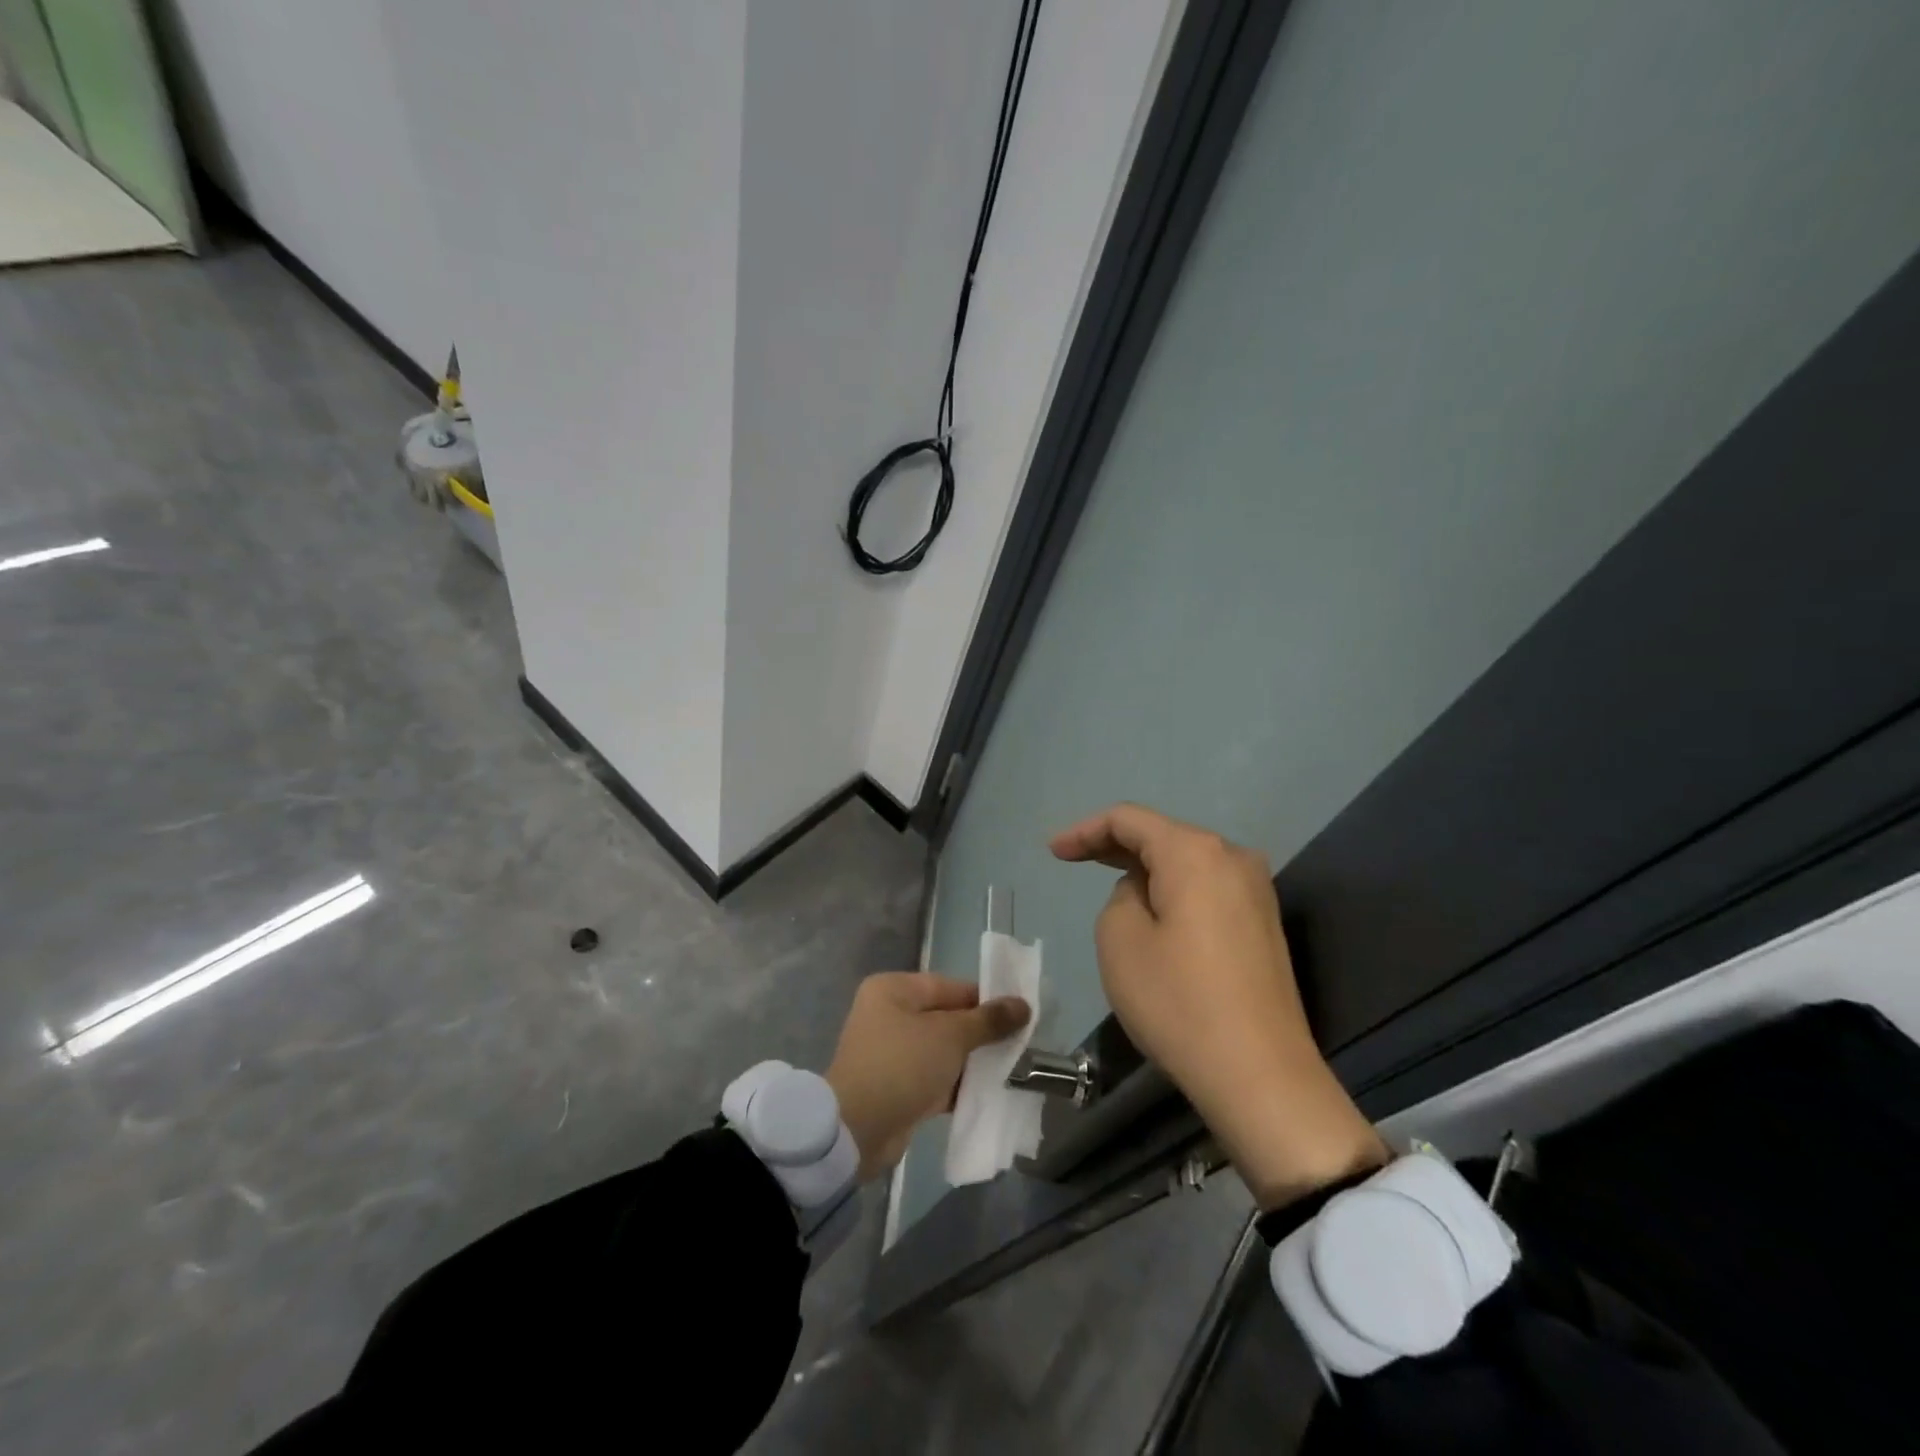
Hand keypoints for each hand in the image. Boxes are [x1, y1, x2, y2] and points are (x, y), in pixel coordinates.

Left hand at [825, 972, 1030, 1180]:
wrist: (856, 1130)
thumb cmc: (902, 1065)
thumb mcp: (950, 1036)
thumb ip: (988, 1020)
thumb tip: (1023, 1004)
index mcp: (895, 990)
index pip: (951, 987)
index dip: (987, 1000)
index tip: (1020, 1016)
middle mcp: (890, 1015)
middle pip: (948, 1019)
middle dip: (982, 1034)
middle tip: (1020, 1046)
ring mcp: (892, 1053)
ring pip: (944, 1051)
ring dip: (973, 1062)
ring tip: (1011, 1070)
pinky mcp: (897, 1087)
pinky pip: (935, 1078)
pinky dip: (958, 1085)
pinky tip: (990, 1094)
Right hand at [1050, 803, 1386, 1209]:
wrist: (1261, 1075)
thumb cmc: (1178, 1001)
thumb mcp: (1120, 940)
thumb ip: (1121, 897)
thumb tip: (1146, 893)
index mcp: (1195, 852)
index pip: (1129, 820)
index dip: (1085, 830)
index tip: (1052, 851)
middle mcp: (1233, 858)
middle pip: (1162, 836)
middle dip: (1114, 845)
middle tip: (1072, 859)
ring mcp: (1256, 891)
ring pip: (1186, 863)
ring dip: (1145, 870)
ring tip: (1109, 885)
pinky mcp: (1263, 924)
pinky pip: (1206, 889)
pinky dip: (1173, 891)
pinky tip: (1153, 911)